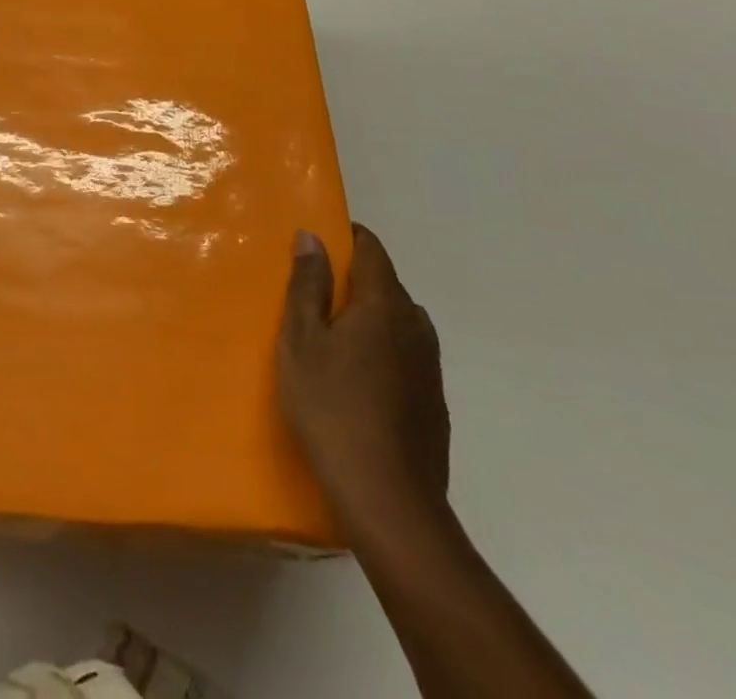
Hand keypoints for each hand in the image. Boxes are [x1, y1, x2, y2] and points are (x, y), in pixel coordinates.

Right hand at [276, 224, 449, 529]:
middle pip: (387, 284)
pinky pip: (406, 355)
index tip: (318, 241)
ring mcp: (430, 367)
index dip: (347, 236)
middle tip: (313, 292)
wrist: (387, 499)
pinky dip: (383, 350)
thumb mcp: (301, 340)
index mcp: (384, 305)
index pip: (372, 250)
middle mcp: (415, 326)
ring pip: (399, 321)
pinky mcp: (434, 402)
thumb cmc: (331, 406)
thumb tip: (312, 236)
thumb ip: (308, 285)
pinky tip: (358, 379)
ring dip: (370, 316)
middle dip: (354, 278)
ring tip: (333, 336)